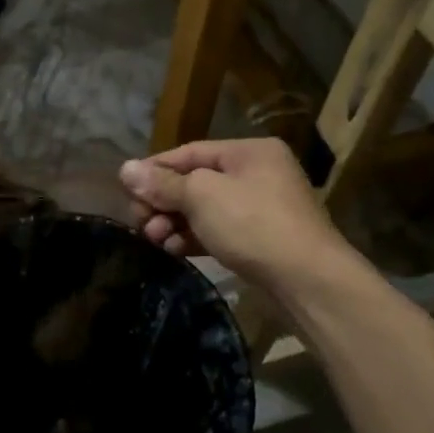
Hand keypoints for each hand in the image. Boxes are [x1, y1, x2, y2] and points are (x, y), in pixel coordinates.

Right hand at [120, 139, 348, 286]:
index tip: (126, 190)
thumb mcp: (201, 196)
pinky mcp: (261, 240)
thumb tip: (125, 168)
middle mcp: (257, 174)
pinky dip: (194, 238)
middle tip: (140, 222)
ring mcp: (262, 209)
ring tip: (155, 240)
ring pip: (204, 209)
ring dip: (175, 223)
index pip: (189, 152)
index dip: (155, 170)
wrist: (308, 281)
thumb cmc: (253, 224)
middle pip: (195, 182)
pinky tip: (175, 250)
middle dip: (163, 202)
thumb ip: (162, 183)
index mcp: (248, 152)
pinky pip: (218, 231)